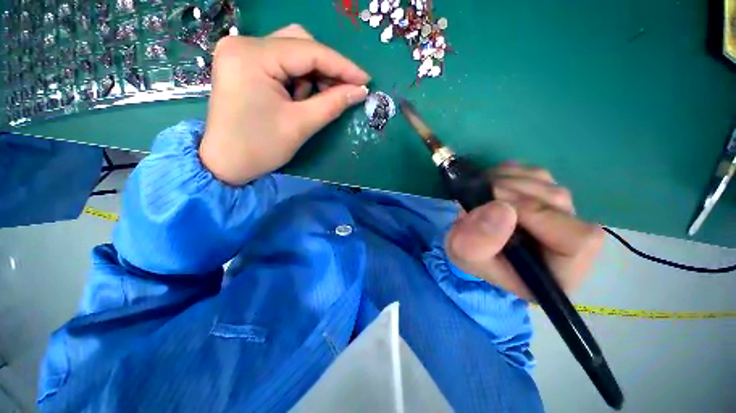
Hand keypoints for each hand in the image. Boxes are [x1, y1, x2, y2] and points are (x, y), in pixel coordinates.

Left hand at [200, 25, 369, 185]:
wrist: (225, 164)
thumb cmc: (260, 148)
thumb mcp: (300, 125)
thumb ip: (333, 103)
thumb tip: (360, 91)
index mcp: (253, 55)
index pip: (309, 50)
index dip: (342, 66)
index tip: (366, 81)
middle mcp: (243, 44)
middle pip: (299, 43)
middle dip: (326, 68)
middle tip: (343, 92)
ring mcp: (241, 52)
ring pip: (292, 52)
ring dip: (312, 75)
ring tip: (314, 102)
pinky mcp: (243, 65)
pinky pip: (281, 62)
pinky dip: (298, 79)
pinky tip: (300, 98)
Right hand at [445, 163, 604, 299]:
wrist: (469, 242)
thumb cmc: (471, 256)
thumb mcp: (465, 255)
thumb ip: (477, 242)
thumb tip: (501, 208)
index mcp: (558, 271)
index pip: (577, 239)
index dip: (537, 214)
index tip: (496, 204)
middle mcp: (569, 242)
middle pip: (559, 203)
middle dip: (516, 191)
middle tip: (482, 191)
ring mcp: (560, 214)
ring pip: (548, 184)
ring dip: (510, 180)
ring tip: (482, 189)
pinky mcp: (545, 197)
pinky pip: (537, 174)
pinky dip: (511, 172)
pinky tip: (491, 183)